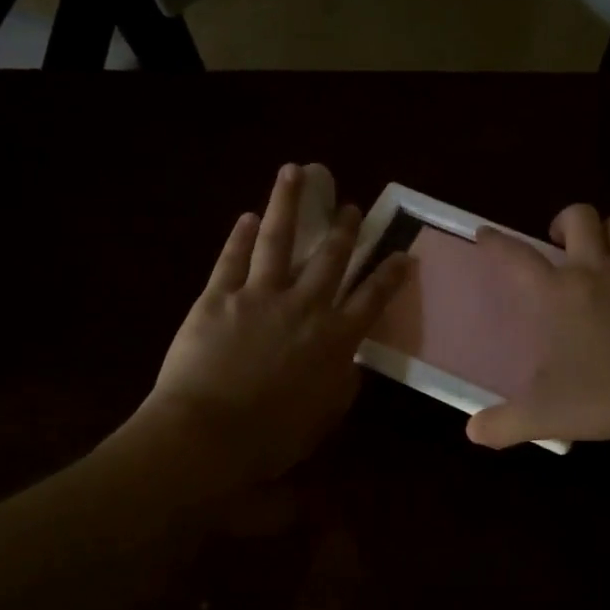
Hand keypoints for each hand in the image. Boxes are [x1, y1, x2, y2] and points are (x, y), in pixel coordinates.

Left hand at [128, 163, 407, 484]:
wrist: (206, 436)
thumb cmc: (271, 438)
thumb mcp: (323, 418)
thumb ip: (342, 384)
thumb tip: (350, 362)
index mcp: (335, 340)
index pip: (372, 298)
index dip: (390, 273)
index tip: (403, 252)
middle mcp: (304, 307)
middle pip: (331, 258)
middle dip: (345, 229)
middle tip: (352, 206)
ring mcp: (259, 296)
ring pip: (278, 240)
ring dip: (288, 203)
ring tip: (294, 172)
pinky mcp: (218, 297)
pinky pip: (232, 259)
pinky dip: (239, 236)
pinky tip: (246, 217)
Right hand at [465, 204, 609, 449]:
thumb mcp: (549, 416)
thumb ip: (506, 424)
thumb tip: (473, 432)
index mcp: (559, 295)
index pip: (517, 257)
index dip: (496, 242)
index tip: (485, 233)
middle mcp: (596, 271)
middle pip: (580, 217)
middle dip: (565, 220)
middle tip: (560, 242)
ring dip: (606, 235)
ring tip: (602, 258)